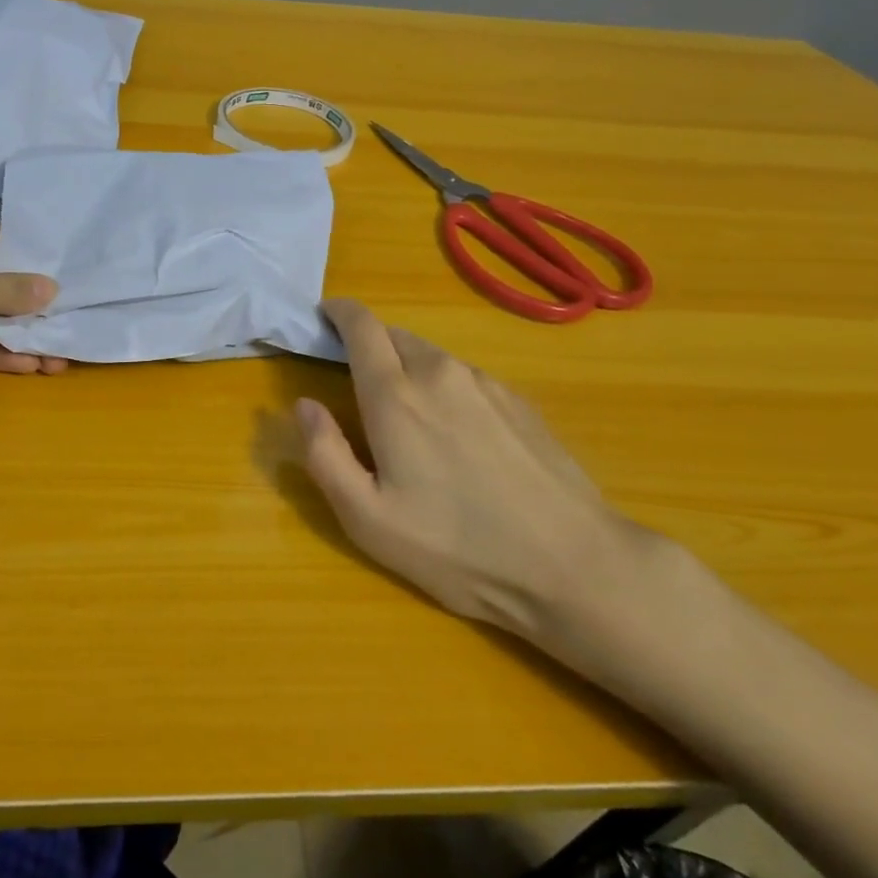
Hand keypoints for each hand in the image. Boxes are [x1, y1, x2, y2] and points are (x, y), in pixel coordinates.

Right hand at [296, 298, 653, 646]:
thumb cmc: (458, 548)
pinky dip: (445, 388)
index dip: (338, 312)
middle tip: (359, 386)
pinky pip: (465, 378)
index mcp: (394, 395)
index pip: (360, 325)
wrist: (573, 565)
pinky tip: (459, 439)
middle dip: (369, 345)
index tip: (323, 317)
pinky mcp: (518, 401)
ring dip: (408, 369)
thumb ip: (324, 454)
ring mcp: (485, 383)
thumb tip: (304, 405)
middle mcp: (438, 373)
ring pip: (431, 356)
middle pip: (394, 335)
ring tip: (411, 421)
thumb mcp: (368, 519)